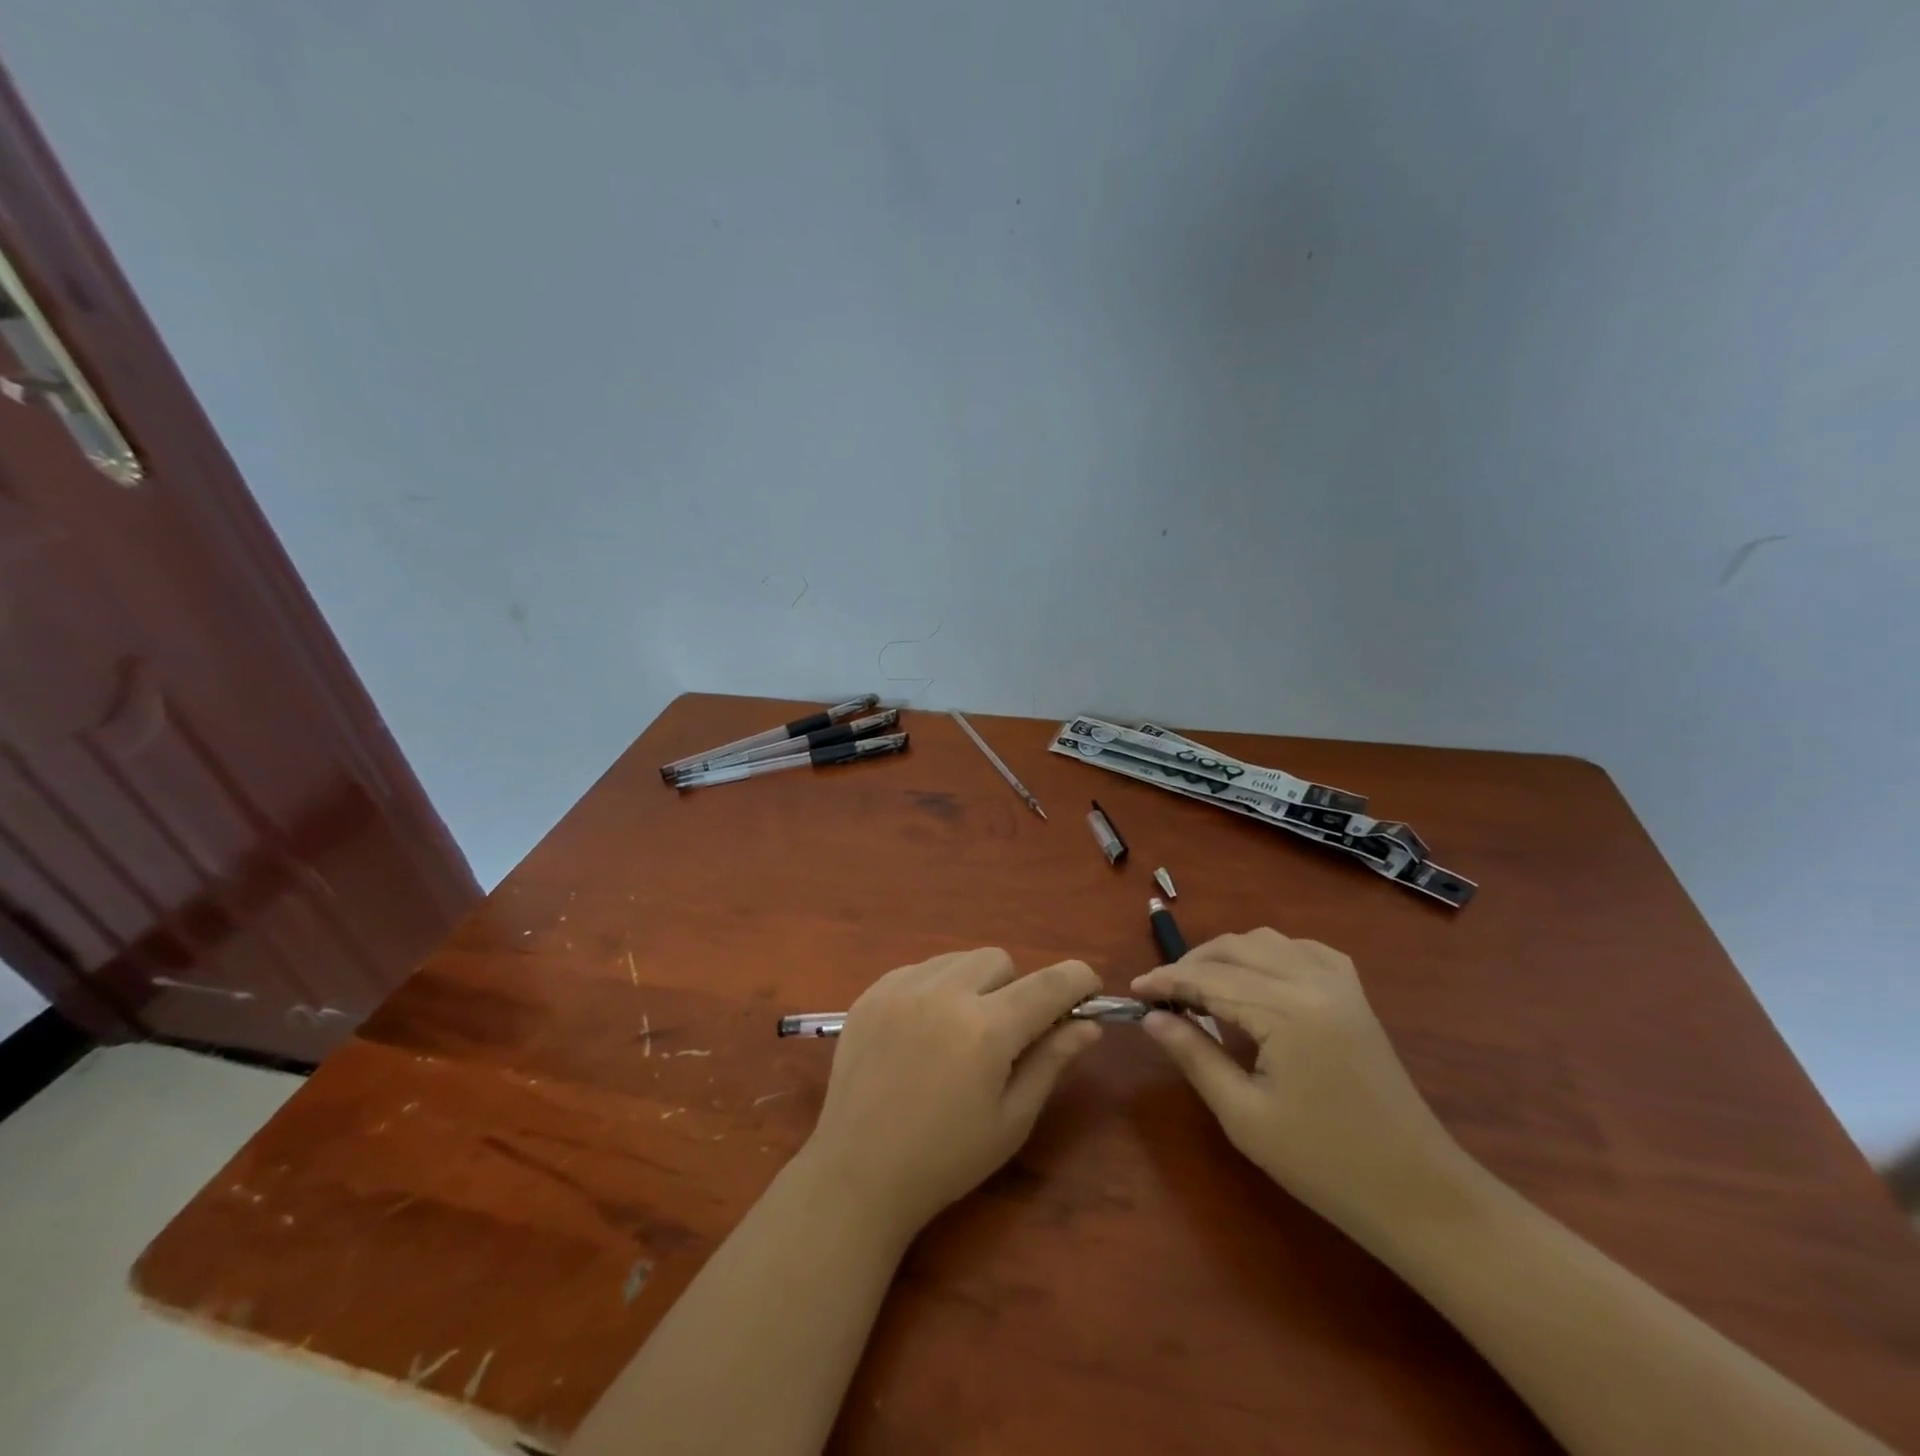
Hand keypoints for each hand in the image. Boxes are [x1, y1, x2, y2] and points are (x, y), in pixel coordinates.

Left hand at [803, 949, 1102, 1235]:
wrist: (858, 1174)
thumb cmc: (946, 1158)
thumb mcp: (1011, 1119)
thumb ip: (1051, 1061)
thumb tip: (1087, 1024)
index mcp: (986, 1029)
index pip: (1048, 984)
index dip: (1077, 980)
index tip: (1088, 989)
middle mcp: (944, 994)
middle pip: (999, 960)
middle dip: (1014, 989)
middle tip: (1003, 1036)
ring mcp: (901, 988)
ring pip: (958, 959)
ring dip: (973, 984)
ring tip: (958, 1032)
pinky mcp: (871, 992)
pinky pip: (919, 968)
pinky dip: (934, 988)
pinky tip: (922, 1031)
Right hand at [1132, 928, 1472, 1235]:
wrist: (1417, 1192)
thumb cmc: (1324, 1164)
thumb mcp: (1245, 1116)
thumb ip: (1194, 1055)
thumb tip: (1152, 1018)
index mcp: (1287, 1011)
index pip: (1210, 978)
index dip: (1166, 980)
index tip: (1133, 989)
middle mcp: (1313, 981)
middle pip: (1235, 948)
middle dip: (1191, 964)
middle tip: (1162, 994)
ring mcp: (1340, 983)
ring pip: (1266, 941)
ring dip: (1226, 955)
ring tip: (1200, 987)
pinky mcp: (1355, 994)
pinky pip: (1302, 949)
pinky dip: (1268, 953)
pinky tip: (1256, 977)